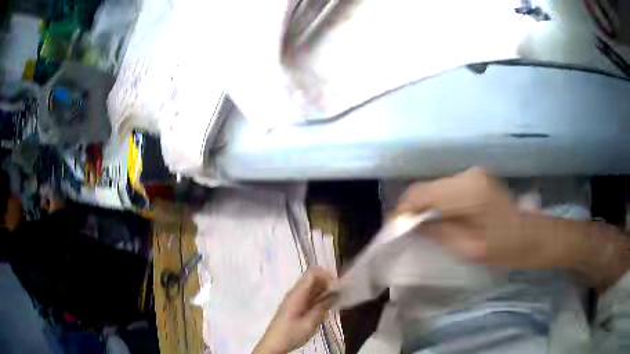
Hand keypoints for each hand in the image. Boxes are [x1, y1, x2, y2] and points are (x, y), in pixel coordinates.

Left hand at [254, 267, 334, 353]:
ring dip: (324, 291)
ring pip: (312, 288)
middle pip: (313, 279)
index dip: (327, 275)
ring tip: (336, 302)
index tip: (339, 286)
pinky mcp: (295, 306)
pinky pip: (309, 296)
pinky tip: (326, 308)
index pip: (313, 273)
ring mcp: (294, 299)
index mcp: (297, 294)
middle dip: (328, 283)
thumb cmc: (291, 334)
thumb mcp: (310, 323)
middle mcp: (295, 293)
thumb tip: (334, 294)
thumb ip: (322, 307)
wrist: (274, 344)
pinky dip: (319, 298)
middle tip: (341, 295)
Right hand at [396, 168, 558, 268]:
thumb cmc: (503, 248)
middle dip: (412, 208)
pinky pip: (447, 188)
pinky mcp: (476, 178)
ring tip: (421, 226)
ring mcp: (473, 174)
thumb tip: (411, 226)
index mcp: (468, 191)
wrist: (530, 236)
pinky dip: (437, 201)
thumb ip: (438, 233)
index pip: (422, 193)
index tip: (394, 229)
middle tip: (406, 231)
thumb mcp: (468, 248)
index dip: (404, 209)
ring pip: (435, 186)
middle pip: (427, 187)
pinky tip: (440, 217)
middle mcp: (468, 175)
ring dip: (425, 205)